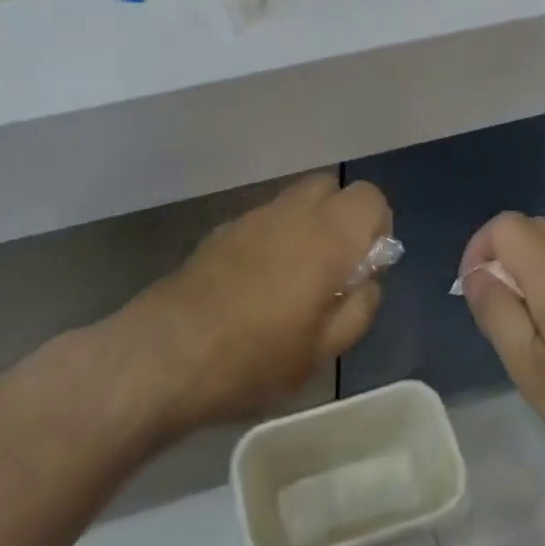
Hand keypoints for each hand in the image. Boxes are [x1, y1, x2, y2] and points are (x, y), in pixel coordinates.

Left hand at [125, 174, 391, 432]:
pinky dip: (273, 237)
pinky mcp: (221, 230)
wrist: (168, 353)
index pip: (369, 197)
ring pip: (294, 201)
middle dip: (341, 218)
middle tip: (333, 268)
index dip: (376, 226)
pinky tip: (255, 285)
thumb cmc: (256, 357)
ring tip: (293, 280)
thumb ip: (359, 308)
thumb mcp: (324, 350)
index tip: (364, 266)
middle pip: (330, 188)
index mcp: (328, 235)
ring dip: (306, 227)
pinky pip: (263, 220)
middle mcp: (292, 212)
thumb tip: (368, 281)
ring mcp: (252, 217)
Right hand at [459, 213, 544, 474]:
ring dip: (532, 275)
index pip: (504, 225)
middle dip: (503, 260)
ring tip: (533, 333)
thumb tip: (476, 275)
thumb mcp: (531, 367)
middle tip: (501, 315)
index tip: (476, 294)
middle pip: (531, 230)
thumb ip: (497, 313)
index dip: (479, 250)